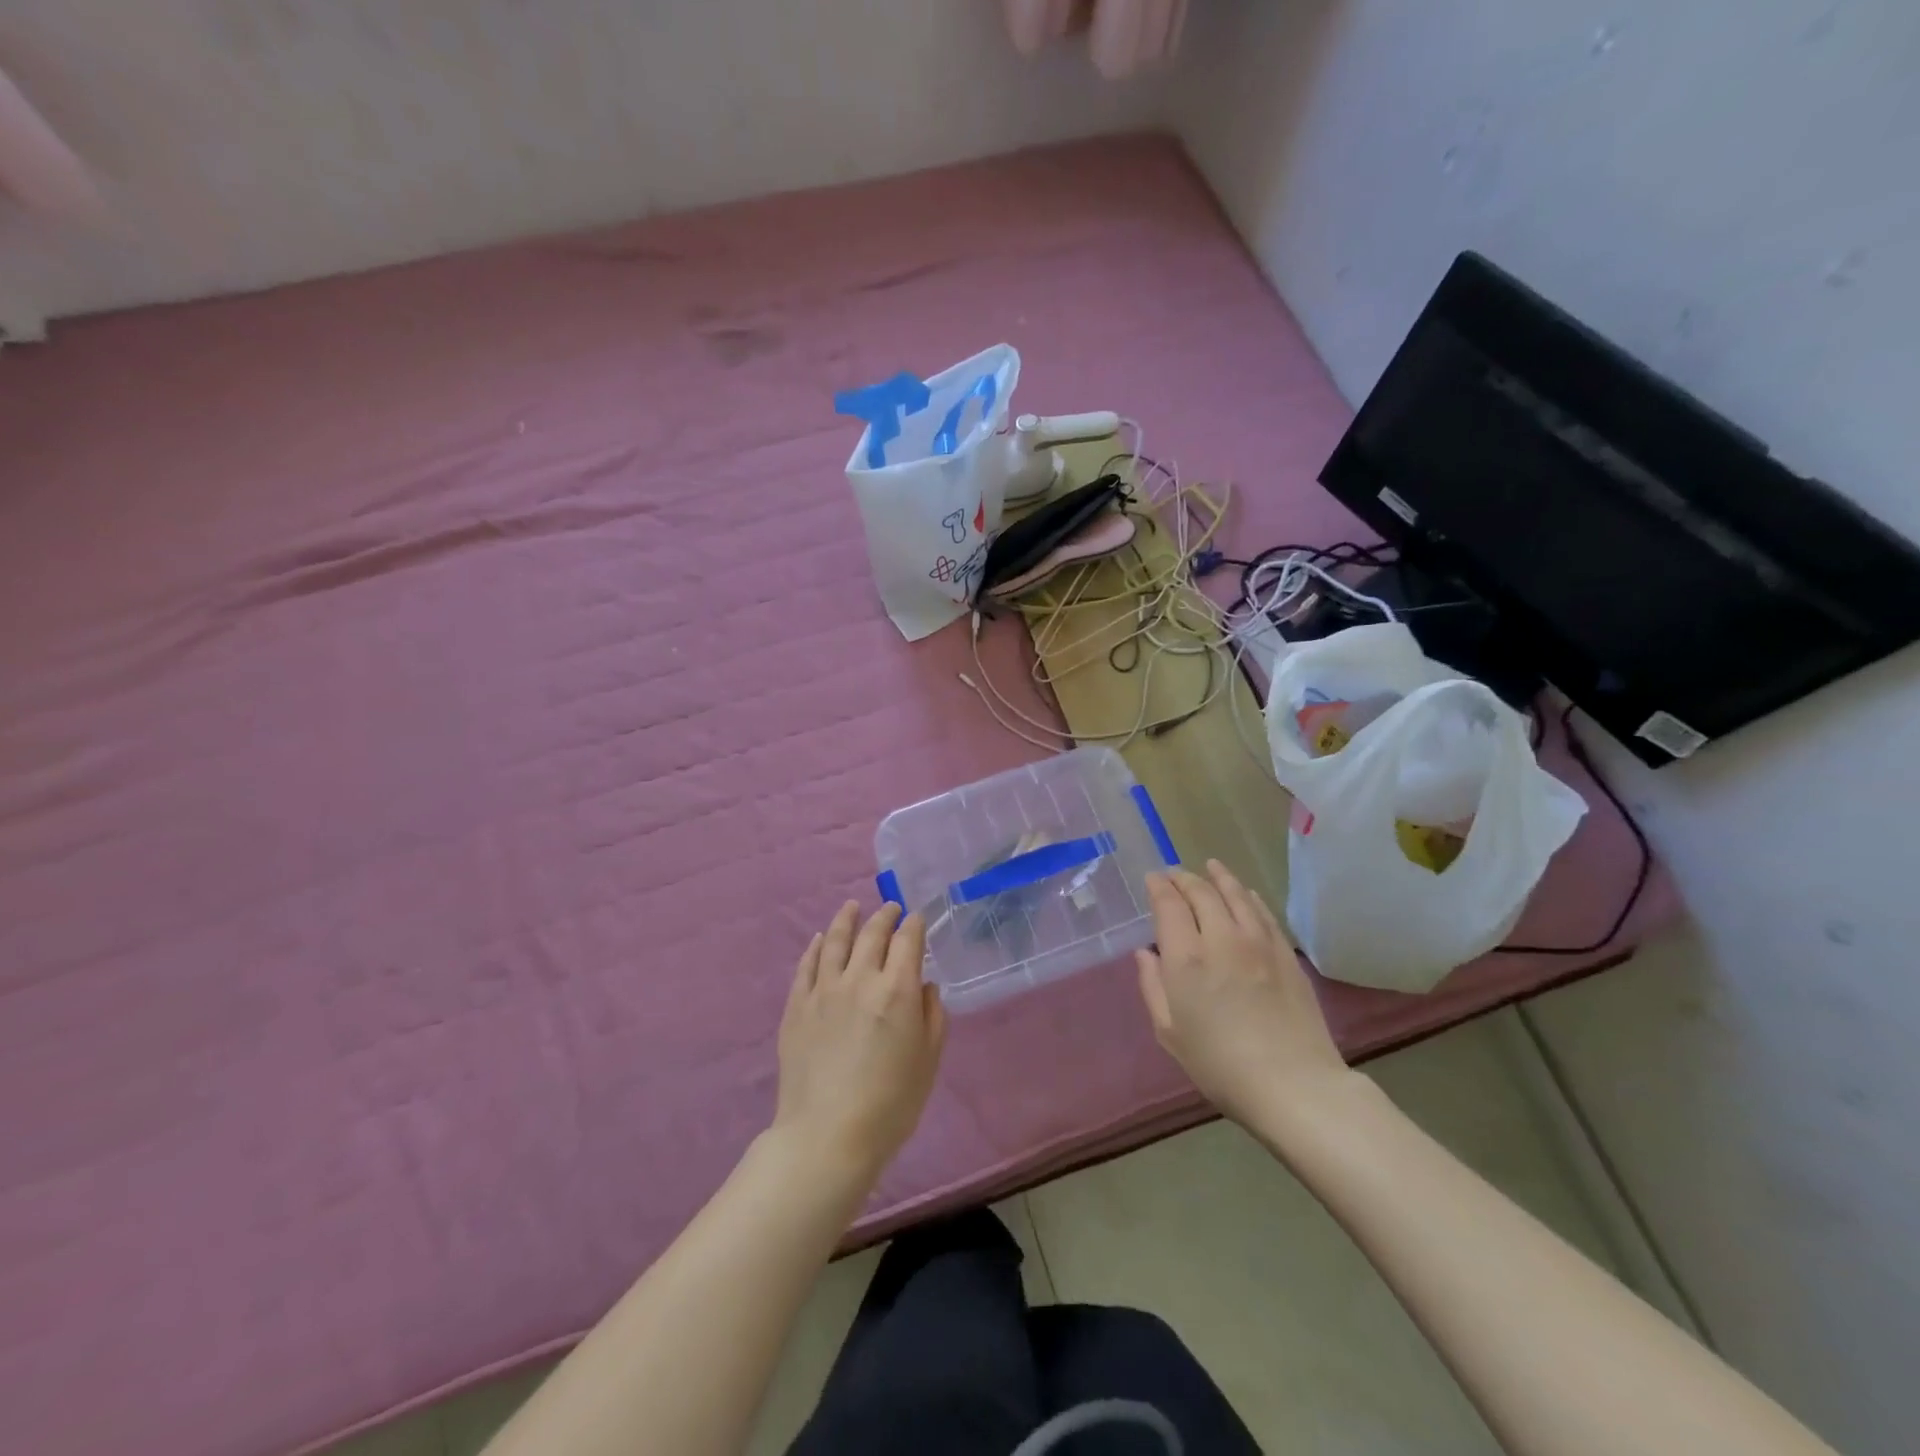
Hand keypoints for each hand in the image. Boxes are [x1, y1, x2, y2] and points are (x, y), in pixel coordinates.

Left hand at [773, 902, 946, 1187]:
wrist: (827, 1135)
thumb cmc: (890, 1104)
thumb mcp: (928, 1061)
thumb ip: (931, 1016)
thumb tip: (924, 986)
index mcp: (897, 989)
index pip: (908, 941)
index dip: (915, 925)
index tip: (917, 919)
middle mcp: (860, 978)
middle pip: (872, 934)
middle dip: (885, 916)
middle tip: (890, 908)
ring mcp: (823, 990)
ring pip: (835, 940)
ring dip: (846, 919)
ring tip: (852, 907)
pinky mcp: (796, 1006)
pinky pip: (807, 965)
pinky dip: (816, 947)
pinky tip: (820, 939)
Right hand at [1136, 861, 1352, 1130]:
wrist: (1294, 1085)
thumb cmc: (1220, 1065)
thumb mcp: (1170, 1033)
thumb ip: (1153, 987)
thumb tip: (1145, 954)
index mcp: (1186, 958)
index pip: (1169, 904)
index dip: (1159, 887)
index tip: (1153, 879)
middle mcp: (1221, 938)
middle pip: (1201, 892)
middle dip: (1184, 879)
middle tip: (1174, 874)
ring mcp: (1258, 942)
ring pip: (1236, 894)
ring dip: (1219, 877)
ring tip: (1210, 866)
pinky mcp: (1285, 953)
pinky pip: (1263, 912)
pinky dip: (1248, 896)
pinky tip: (1245, 893)